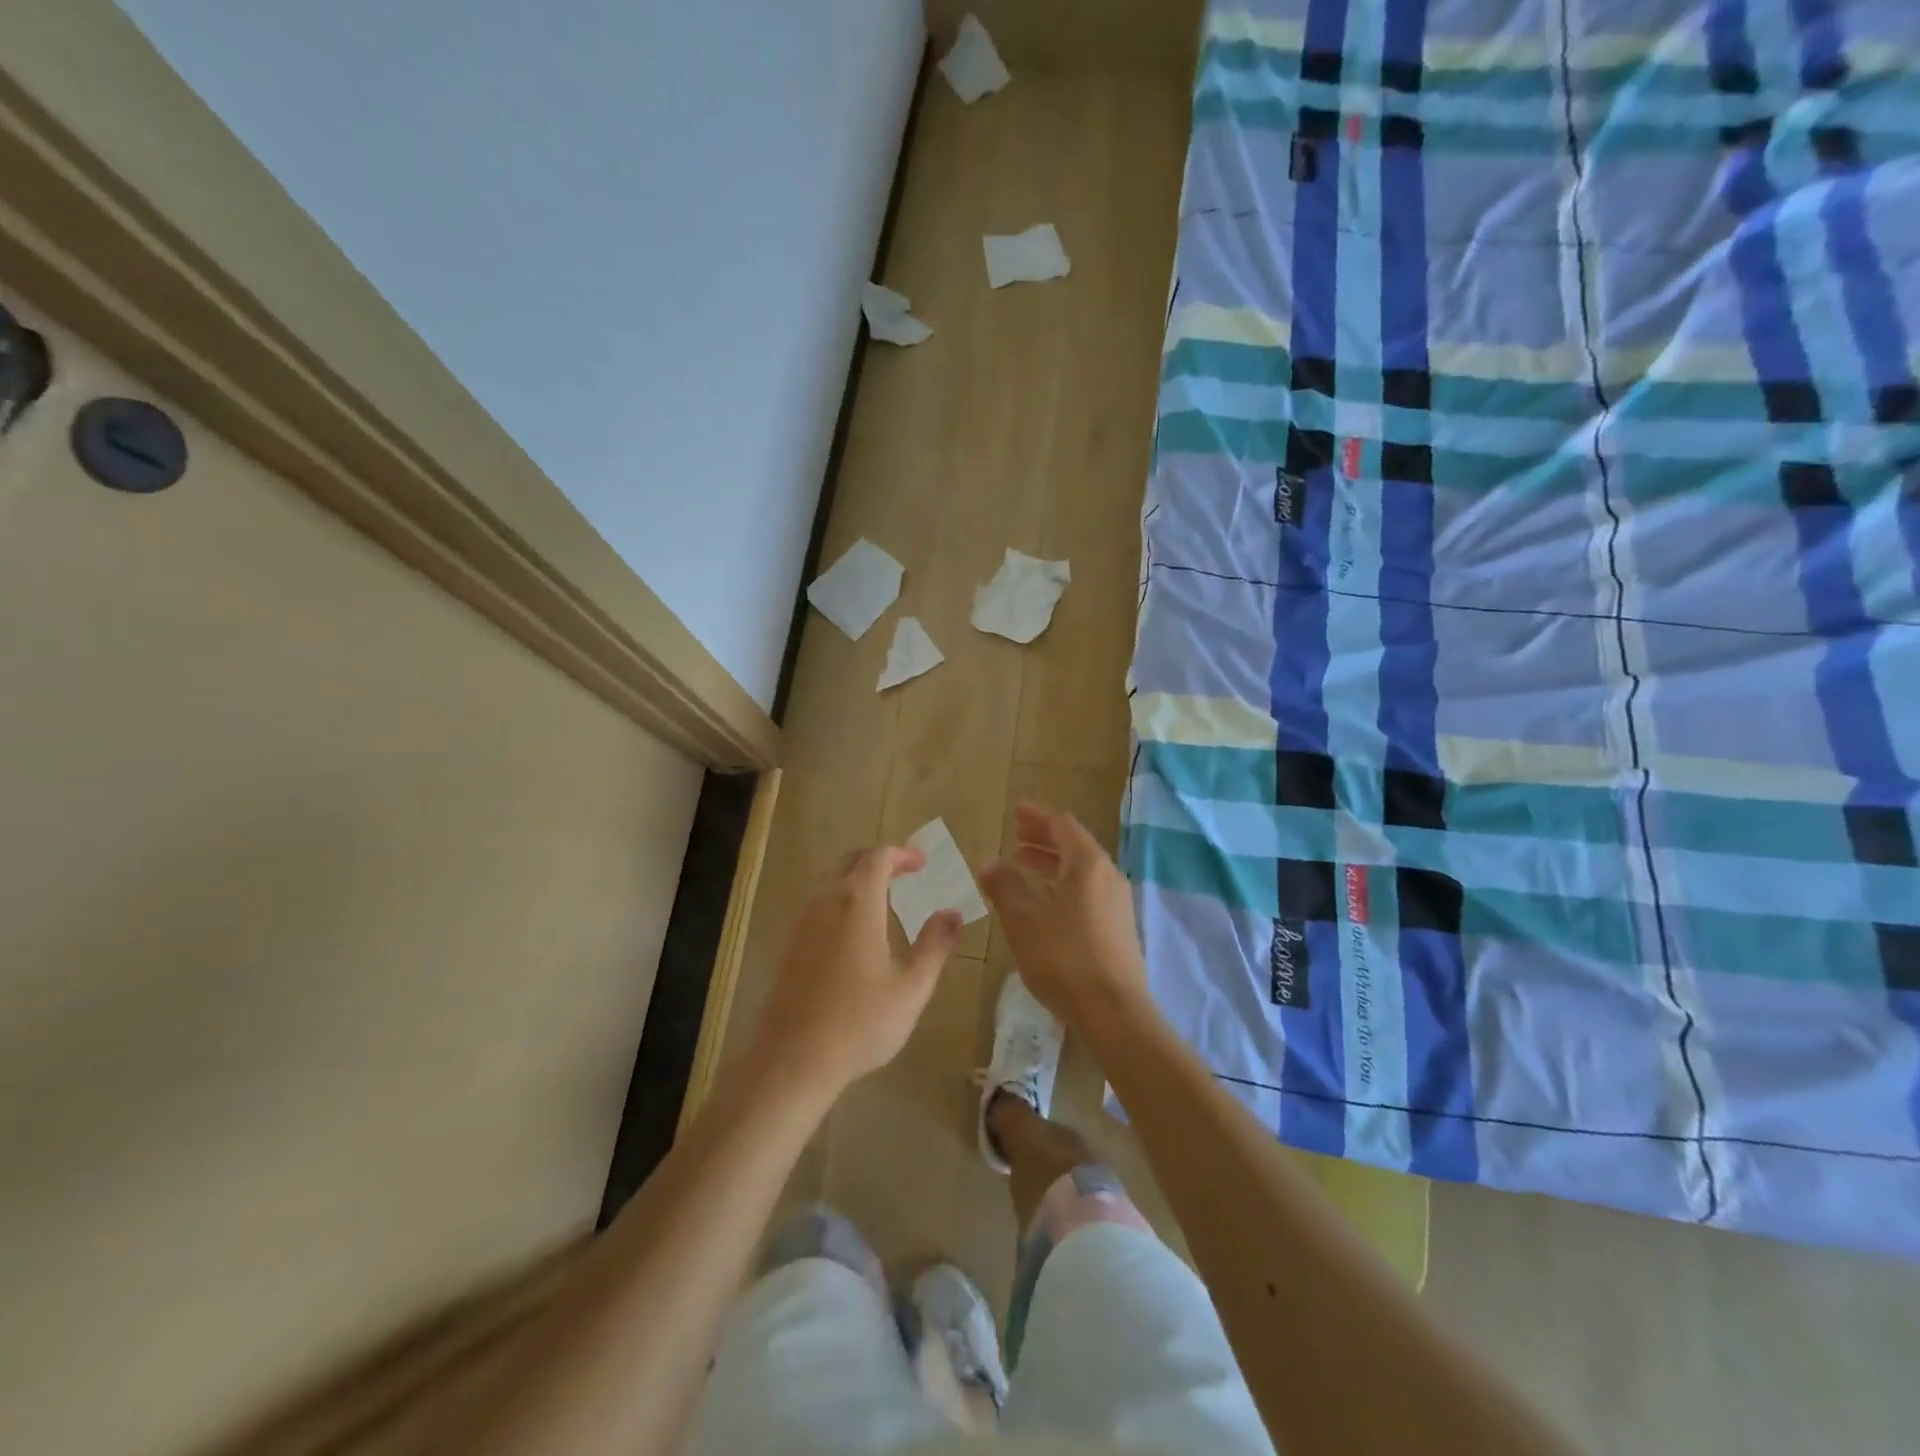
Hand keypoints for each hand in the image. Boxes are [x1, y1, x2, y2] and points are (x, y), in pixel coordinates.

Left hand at [748, 846, 963, 1098]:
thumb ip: (935, 945)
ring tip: (883, 901)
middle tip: (905, 874)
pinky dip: (840, 904)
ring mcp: (801, 924)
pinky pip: (817, 907)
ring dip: (857, 882)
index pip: (877, 857)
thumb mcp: (911, 987)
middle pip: (850, 863)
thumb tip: (952, 913)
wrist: (792, 1059)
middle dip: (879, 862)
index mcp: (857, 903)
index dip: (902, 854)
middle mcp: (825, 902)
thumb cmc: (860, 1021)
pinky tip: (853, 935)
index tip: (923, 863)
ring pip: (830, 884)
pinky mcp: (788, 947)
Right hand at [977, 803, 1151, 1033]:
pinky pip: (1087, 889)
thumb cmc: (1064, 959)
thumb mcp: (1023, 921)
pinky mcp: (1118, 925)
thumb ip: (1004, 887)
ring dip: (1052, 861)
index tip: (1016, 811)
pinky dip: (1063, 882)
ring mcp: (1116, 901)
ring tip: (1023, 862)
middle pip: (1074, 844)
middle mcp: (1107, 875)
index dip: (1037, 816)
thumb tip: (989, 863)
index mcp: (1087, 864)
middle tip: (1016, 833)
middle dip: (1043, 836)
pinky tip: (1045, 899)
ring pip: (1081, 869)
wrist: (1114, 1011)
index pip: (1062, 825)